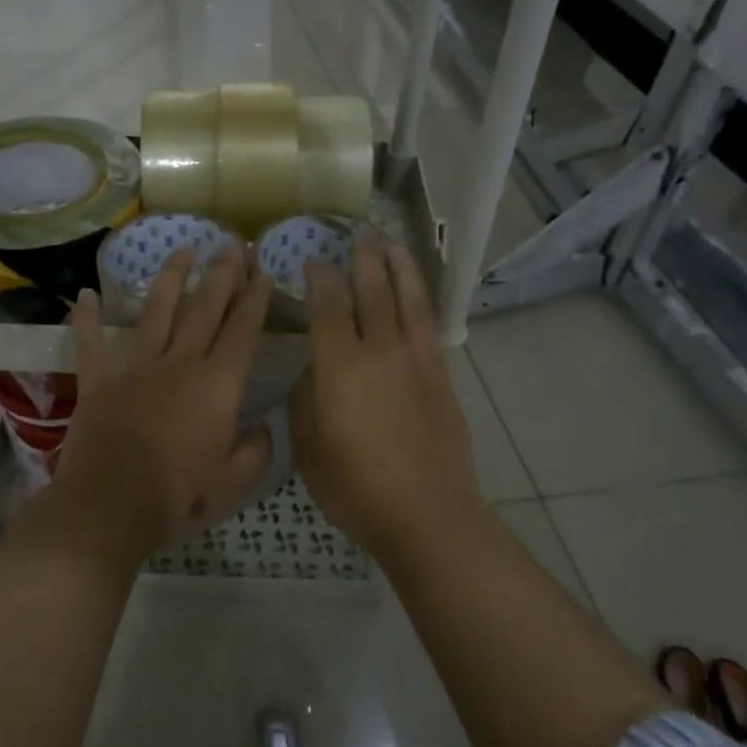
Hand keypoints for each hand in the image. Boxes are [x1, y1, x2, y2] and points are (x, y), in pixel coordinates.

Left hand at [50, 243, 274, 567]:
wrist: (109, 507)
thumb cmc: (178, 498)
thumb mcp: (233, 484)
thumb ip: (256, 451)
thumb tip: (262, 426)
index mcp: (217, 386)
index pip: (243, 332)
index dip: (256, 300)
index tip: (264, 271)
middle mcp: (179, 365)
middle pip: (204, 310)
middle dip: (222, 275)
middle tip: (233, 244)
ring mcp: (135, 369)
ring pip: (156, 313)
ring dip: (171, 279)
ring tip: (183, 250)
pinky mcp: (98, 382)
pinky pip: (90, 344)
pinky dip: (86, 319)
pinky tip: (86, 294)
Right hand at [289, 234, 479, 559]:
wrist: (426, 512)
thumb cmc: (354, 486)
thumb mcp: (308, 446)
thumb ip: (307, 399)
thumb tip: (315, 371)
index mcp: (339, 365)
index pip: (328, 305)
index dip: (320, 278)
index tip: (313, 260)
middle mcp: (378, 350)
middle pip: (371, 292)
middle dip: (363, 259)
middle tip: (359, 233)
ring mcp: (415, 360)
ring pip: (406, 300)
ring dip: (398, 268)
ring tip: (393, 244)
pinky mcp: (440, 376)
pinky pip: (429, 326)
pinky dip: (421, 301)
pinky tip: (416, 293)